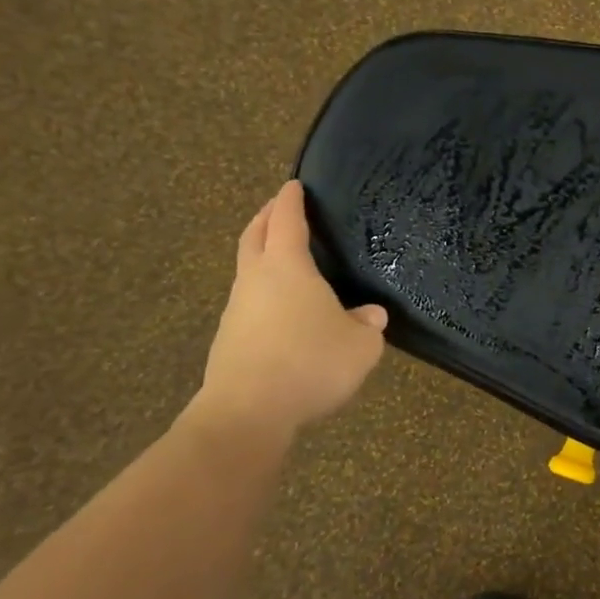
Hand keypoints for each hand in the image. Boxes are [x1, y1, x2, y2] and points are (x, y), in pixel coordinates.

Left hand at [189, 180, 387, 450]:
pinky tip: (283, 312)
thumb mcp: (360, 346)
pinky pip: (249, 303)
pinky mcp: (229, 340)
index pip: (288, 221)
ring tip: (285, 261)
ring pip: (248, 270)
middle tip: (278, 208)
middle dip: (266, 217)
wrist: (247, 413)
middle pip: (255, 236)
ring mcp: (237, 310)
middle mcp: (256, 280)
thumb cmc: (309, 363)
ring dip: (262, 256)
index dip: (291, 200)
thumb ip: (368, 326)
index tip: (293, 185)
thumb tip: (370, 316)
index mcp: (288, 267)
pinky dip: (263, 293)